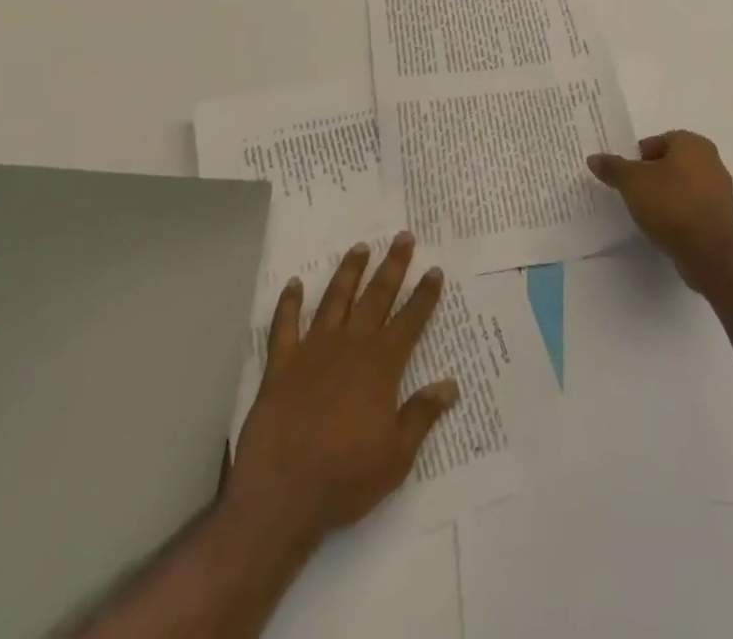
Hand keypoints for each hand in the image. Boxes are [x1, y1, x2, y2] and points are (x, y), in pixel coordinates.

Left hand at [227, 233, 459, 549]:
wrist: (282, 495)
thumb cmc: (345, 479)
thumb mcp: (396, 456)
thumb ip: (422, 415)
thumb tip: (451, 384)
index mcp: (381, 366)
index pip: (410, 321)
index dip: (424, 295)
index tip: (435, 270)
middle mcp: (350, 346)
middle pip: (376, 297)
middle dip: (393, 266)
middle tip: (403, 237)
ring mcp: (313, 351)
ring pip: (335, 300)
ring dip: (349, 272)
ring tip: (360, 247)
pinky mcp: (281, 364)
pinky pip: (285, 325)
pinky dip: (288, 303)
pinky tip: (293, 284)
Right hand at [588, 130, 732, 288]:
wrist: (709, 250)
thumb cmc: (670, 204)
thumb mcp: (632, 182)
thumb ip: (613, 168)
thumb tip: (594, 158)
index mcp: (692, 144)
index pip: (660, 140)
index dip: (640, 155)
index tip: (626, 172)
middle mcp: (711, 160)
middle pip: (673, 162)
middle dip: (653, 173)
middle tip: (633, 189)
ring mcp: (720, 190)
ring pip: (684, 185)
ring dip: (667, 194)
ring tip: (646, 210)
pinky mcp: (722, 217)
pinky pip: (693, 206)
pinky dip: (679, 212)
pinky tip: (664, 226)